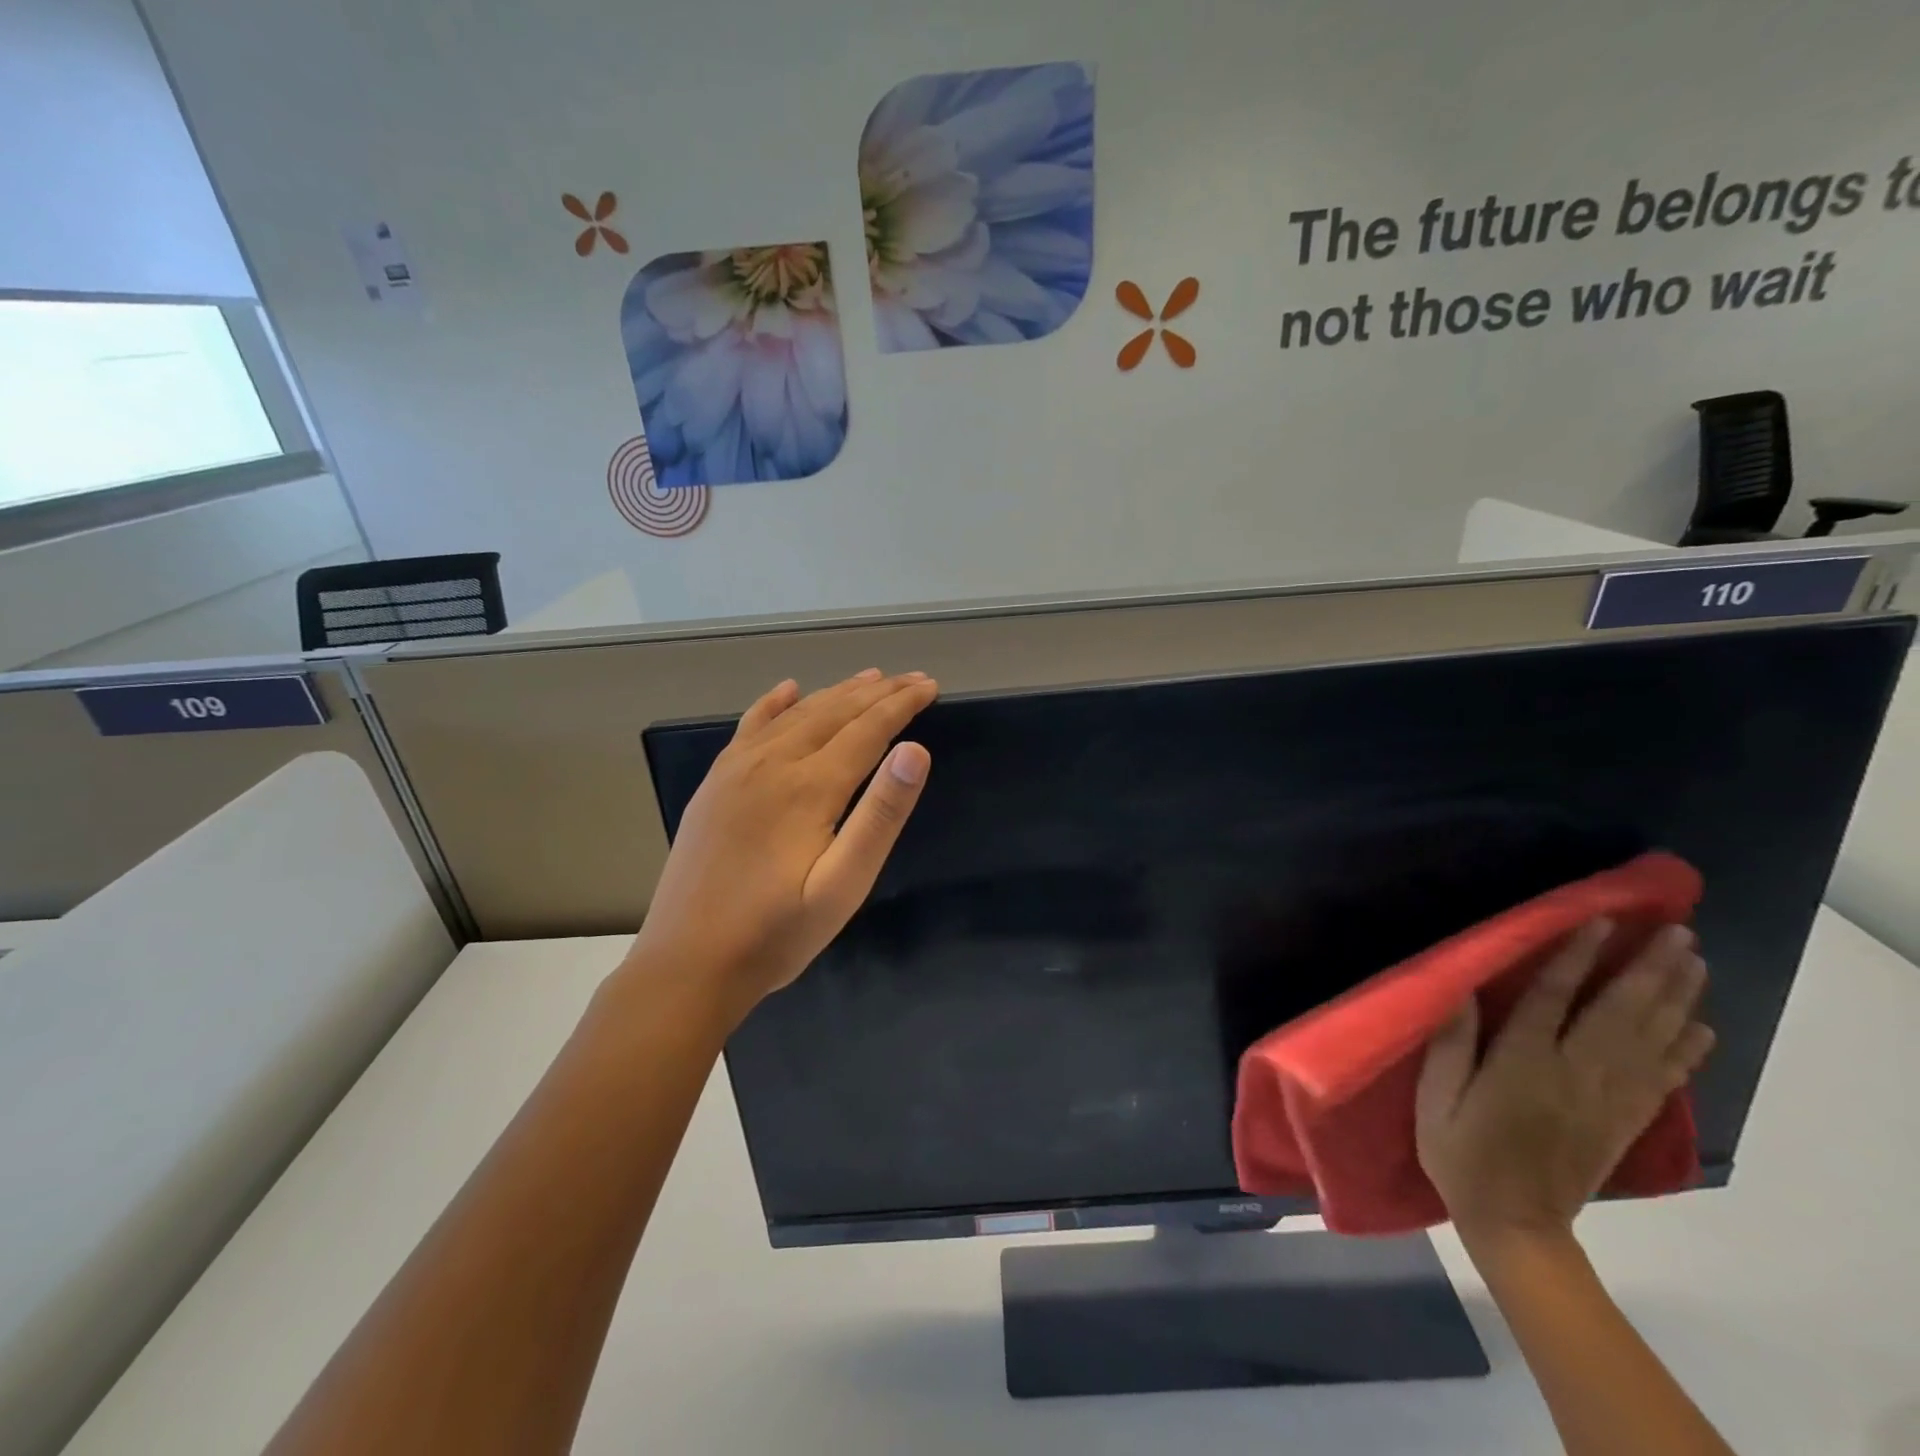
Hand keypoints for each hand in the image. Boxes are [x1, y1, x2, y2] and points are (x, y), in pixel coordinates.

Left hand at [626, 669, 937, 1014]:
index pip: (867, 729)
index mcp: (808, 787)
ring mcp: (736, 771)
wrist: (687, 965)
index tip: (931, 686)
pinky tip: (787, 690)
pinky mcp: (714, 785)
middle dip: (878, 692)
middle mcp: (771, 764)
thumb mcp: (842, 886)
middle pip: (833, 713)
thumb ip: (880, 816)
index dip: (902, 705)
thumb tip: (915, 751)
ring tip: (870, 679)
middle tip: (913, 678)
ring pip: (795, 715)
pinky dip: (773, 704)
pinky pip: (748, 727)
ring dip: (836, 693)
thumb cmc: (776, 934)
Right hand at [1415, 919, 1714, 1246]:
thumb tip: (1462, 989)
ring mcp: (1607, 1099)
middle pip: (1620, 1014)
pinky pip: (1663, 1079)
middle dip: (1650, 970)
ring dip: (1676, 999)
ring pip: (1650, 1040)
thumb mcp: (1436, 1099)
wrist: (1515, 1224)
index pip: (1554, 999)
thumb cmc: (1462, 1153)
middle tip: (1677, 932)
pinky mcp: (1624, 1120)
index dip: (1577, 957)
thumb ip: (1451, 1044)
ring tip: (1694, 962)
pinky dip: (1686, 1050)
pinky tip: (1700, 1026)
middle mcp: (1575, 1074)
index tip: (1601, 921)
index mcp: (1523, 1064)